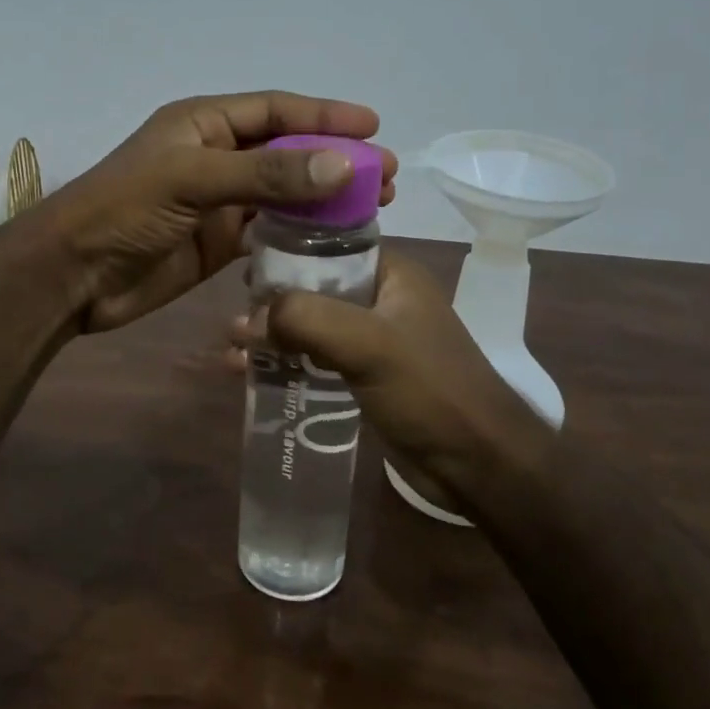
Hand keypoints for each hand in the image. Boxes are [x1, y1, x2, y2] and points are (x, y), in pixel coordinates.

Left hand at [45, 91, 397, 332]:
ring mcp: (218, 202)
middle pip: (286, 152)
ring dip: (324, 199)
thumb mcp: (193, 180)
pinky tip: (334, 240)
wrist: (75, 276)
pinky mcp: (218, 243)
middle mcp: (215, 157)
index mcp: (203, 123)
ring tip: (373, 206)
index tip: (373, 126)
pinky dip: (300, 235)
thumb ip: (266, 173)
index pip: (275, 111)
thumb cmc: (124, 210)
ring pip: (283, 194)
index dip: (324, 116)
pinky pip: (269, 232)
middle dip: (334, 160)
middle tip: (383, 176)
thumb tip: (342, 165)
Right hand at [228, 253, 550, 506]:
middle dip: (271, 304)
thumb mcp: (368, 344)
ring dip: (274, 338)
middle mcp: (382, 299)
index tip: (241, 269)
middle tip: (230, 320)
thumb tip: (244, 320)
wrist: (479, 462)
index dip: (284, 253)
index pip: (328, 245)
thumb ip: (306, 320)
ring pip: (312, 326)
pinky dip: (288, 364)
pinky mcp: (368, 375)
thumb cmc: (430, 390)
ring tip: (232, 355)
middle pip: (314, 288)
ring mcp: (375, 339)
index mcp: (391, 274)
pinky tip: (254, 376)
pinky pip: (318, 359)